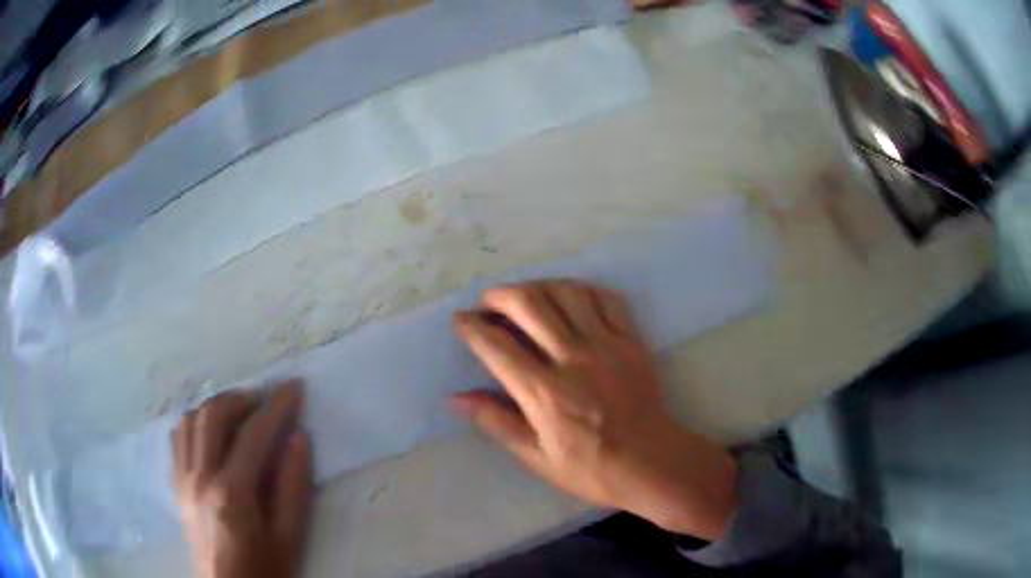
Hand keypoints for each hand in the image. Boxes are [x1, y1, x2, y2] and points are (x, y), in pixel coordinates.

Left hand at [173, 381, 311, 577]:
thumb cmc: (264, 568)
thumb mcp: (289, 536)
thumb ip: (293, 487)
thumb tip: (299, 438)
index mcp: (232, 493)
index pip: (254, 435)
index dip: (276, 406)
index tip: (294, 387)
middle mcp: (200, 477)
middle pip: (213, 416)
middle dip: (241, 399)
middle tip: (264, 402)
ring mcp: (183, 478)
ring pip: (190, 420)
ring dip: (216, 407)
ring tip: (239, 414)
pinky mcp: (176, 483)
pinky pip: (178, 437)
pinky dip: (195, 423)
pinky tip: (212, 432)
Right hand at [452, 280, 737, 539]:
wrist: (651, 463)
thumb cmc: (590, 468)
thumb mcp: (536, 457)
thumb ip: (496, 422)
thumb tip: (455, 399)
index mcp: (544, 394)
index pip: (497, 346)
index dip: (472, 327)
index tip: (461, 320)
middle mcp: (573, 360)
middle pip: (529, 305)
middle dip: (500, 295)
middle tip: (488, 301)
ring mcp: (606, 345)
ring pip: (567, 292)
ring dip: (538, 286)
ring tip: (526, 295)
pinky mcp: (632, 340)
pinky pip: (606, 299)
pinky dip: (582, 289)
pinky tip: (570, 297)